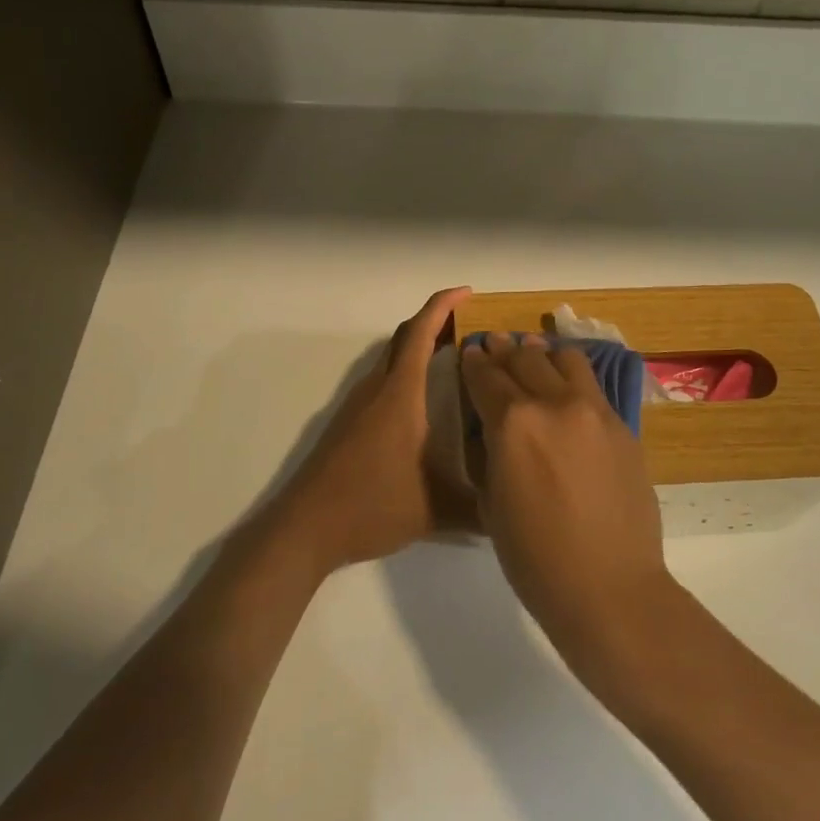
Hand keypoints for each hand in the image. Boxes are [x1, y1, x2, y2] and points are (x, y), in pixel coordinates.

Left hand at [271, 286, 472, 572]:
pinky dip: (407, 373)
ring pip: (392, 360)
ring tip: (457, 360)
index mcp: (401, 394)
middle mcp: (377, 389)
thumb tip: (513, 509)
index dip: (443, 306)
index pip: (421, 333)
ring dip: (421, 349)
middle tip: (473, 326)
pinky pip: (383, 381)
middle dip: (437, 323)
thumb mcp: (436, 509)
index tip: (468, 293)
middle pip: (405, 338)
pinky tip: (424, 402)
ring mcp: (358, 405)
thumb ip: (480, 508)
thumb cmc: (372, 505)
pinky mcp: (348, 423)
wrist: (306, 527)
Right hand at [461, 334, 675, 657]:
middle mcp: (554, 403)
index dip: (473, 363)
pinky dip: (572, 377)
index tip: (469, 353)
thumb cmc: (535, 558)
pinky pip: (593, 386)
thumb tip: (492, 428)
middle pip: (524, 358)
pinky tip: (567, 385)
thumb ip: (490, 453)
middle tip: (495, 345)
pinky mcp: (622, 426)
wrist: (609, 587)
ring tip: (534, 355)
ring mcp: (594, 411)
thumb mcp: (491, 502)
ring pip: (565, 360)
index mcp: (513, 422)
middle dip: (504, 350)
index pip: (486, 376)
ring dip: (543, 354)